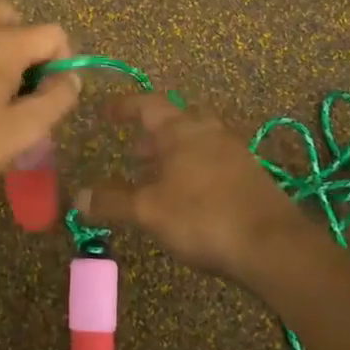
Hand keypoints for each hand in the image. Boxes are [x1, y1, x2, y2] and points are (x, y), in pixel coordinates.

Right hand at [76, 93, 310, 282]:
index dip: (124, 106)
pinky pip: (214, 160)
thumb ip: (112, 202)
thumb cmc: (203, 217)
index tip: (106, 111)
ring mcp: (234, 152)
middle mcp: (208, 132)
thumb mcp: (149, 211)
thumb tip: (78, 196)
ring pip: (197, 141)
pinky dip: (194, 168)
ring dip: (174, 153)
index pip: (147, 105)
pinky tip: (189, 196)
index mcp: (181, 130)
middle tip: (134, 151)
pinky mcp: (251, 175)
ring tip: (158, 176)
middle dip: (153, 134)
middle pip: (176, 120)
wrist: (272, 244)